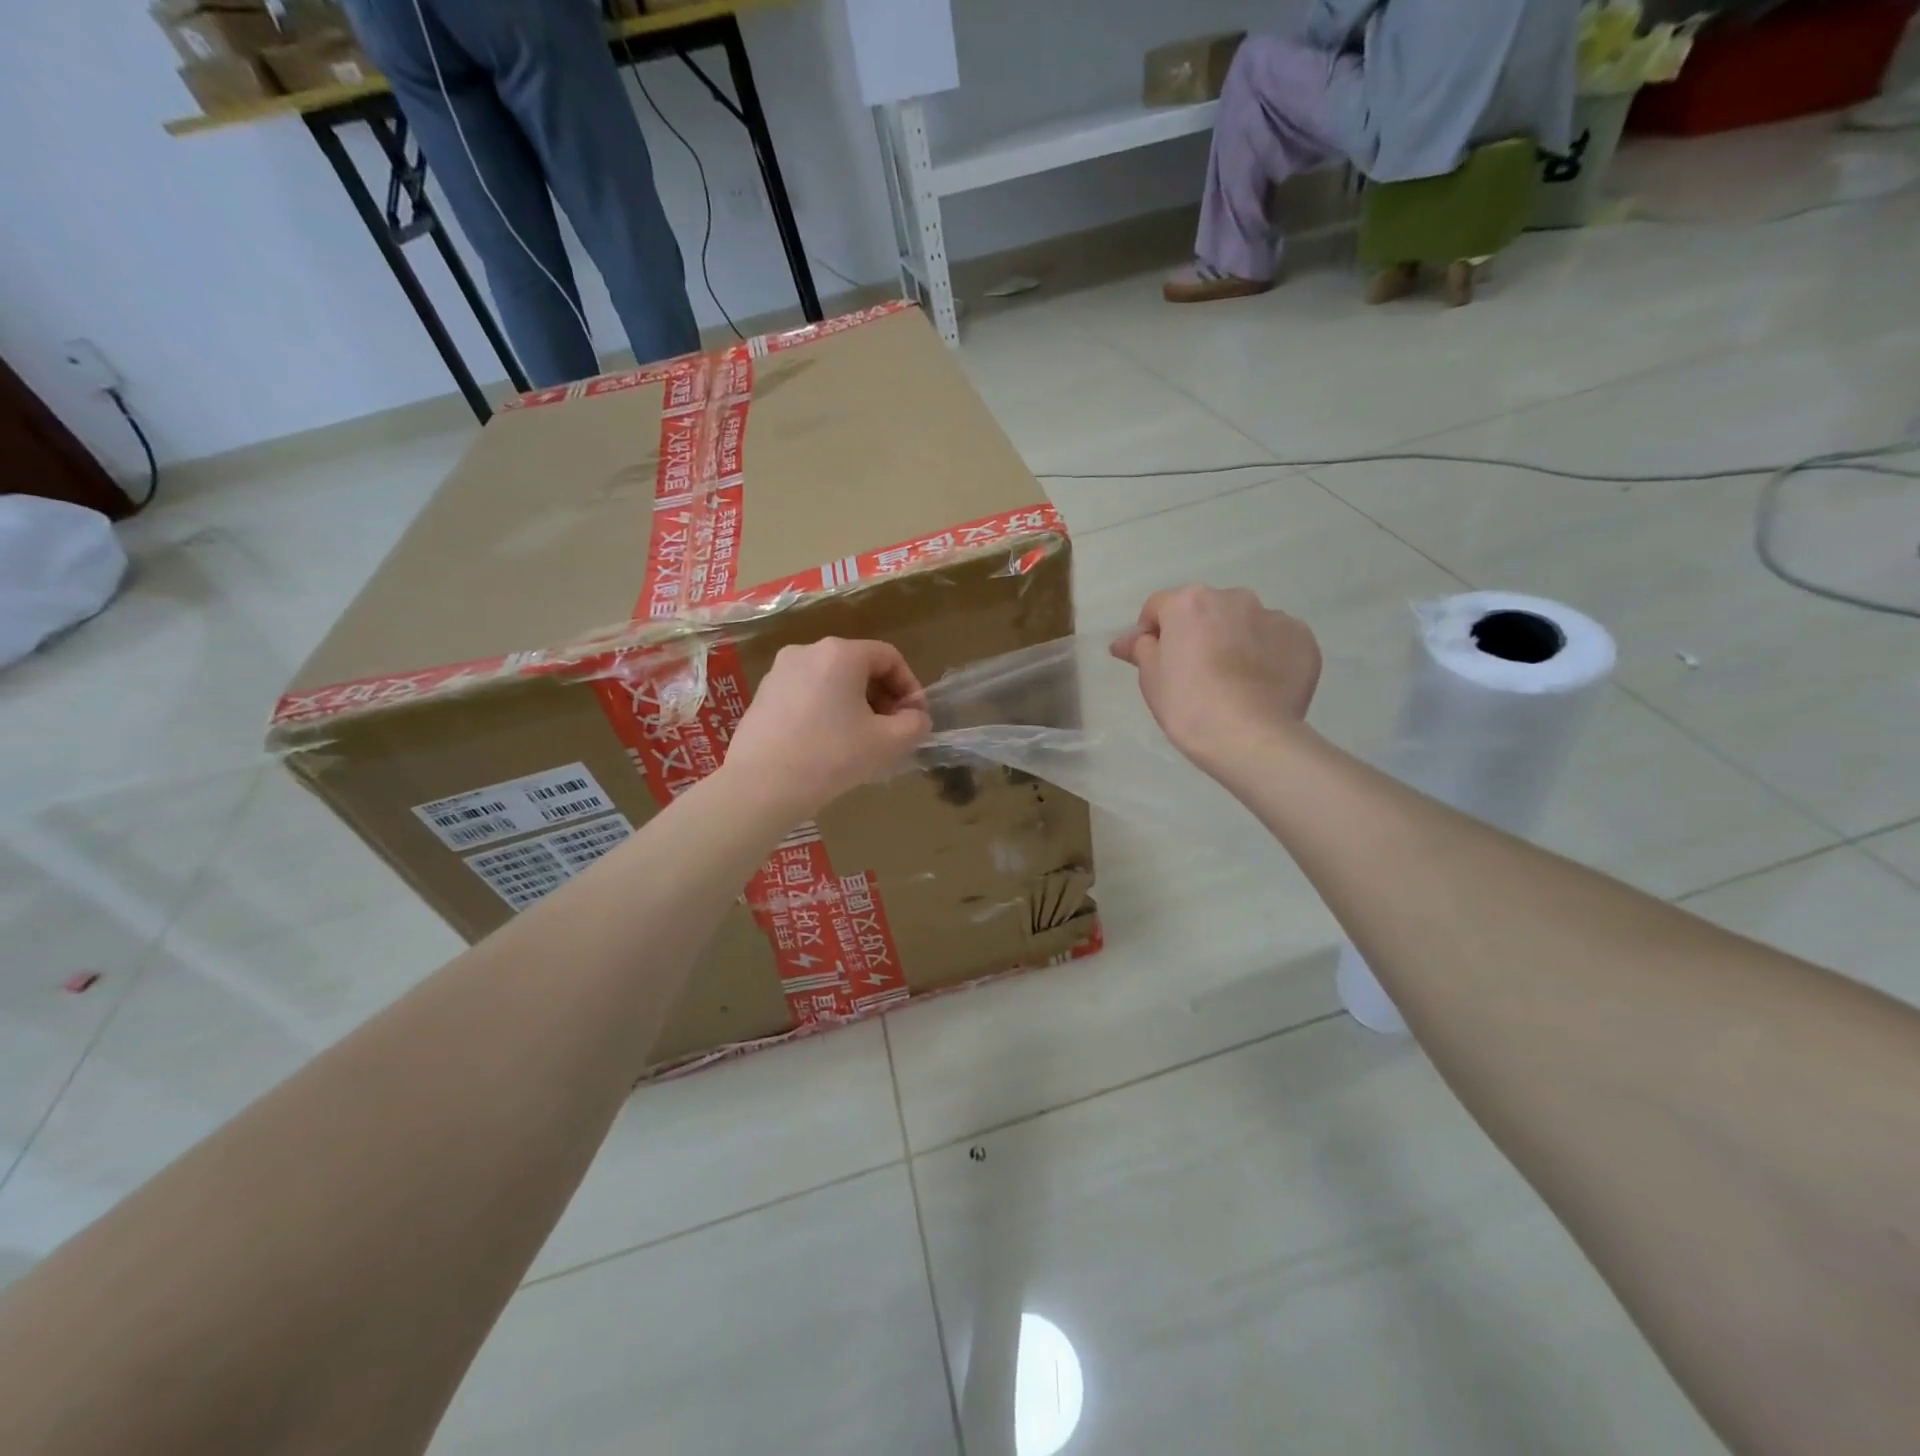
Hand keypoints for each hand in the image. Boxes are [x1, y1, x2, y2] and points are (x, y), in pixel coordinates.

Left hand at [724, 638, 931, 815]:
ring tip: (861, 741)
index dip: (910, 687)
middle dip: (882, 697)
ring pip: (832, 681)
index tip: (915, 719)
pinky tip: (827, 745)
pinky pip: (807, 695)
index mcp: (841, 653)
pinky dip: (826, 711)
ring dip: (855, 705)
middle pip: (859, 666)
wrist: (761, 787)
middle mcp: (808, 651)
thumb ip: (915, 724)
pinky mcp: (762, 695)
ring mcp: (780, 672)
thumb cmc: (831, 756)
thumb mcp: (888, 742)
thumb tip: (916, 717)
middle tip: (891, 731)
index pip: (889, 657)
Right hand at [1111, 586, 1321, 769]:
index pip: (1159, 608)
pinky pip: (1276, 641)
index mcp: (1189, 603)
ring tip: (1233, 681)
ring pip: (1244, 623)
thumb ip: (1141, 649)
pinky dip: (1267, 655)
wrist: (1250, 737)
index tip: (1154, 661)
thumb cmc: (1189, 706)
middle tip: (1194, 673)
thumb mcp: (1151, 679)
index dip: (1151, 633)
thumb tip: (1129, 640)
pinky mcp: (1302, 638)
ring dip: (1234, 641)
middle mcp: (1233, 597)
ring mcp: (1272, 616)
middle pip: (1205, 610)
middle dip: (1198, 633)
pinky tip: (1260, 685)